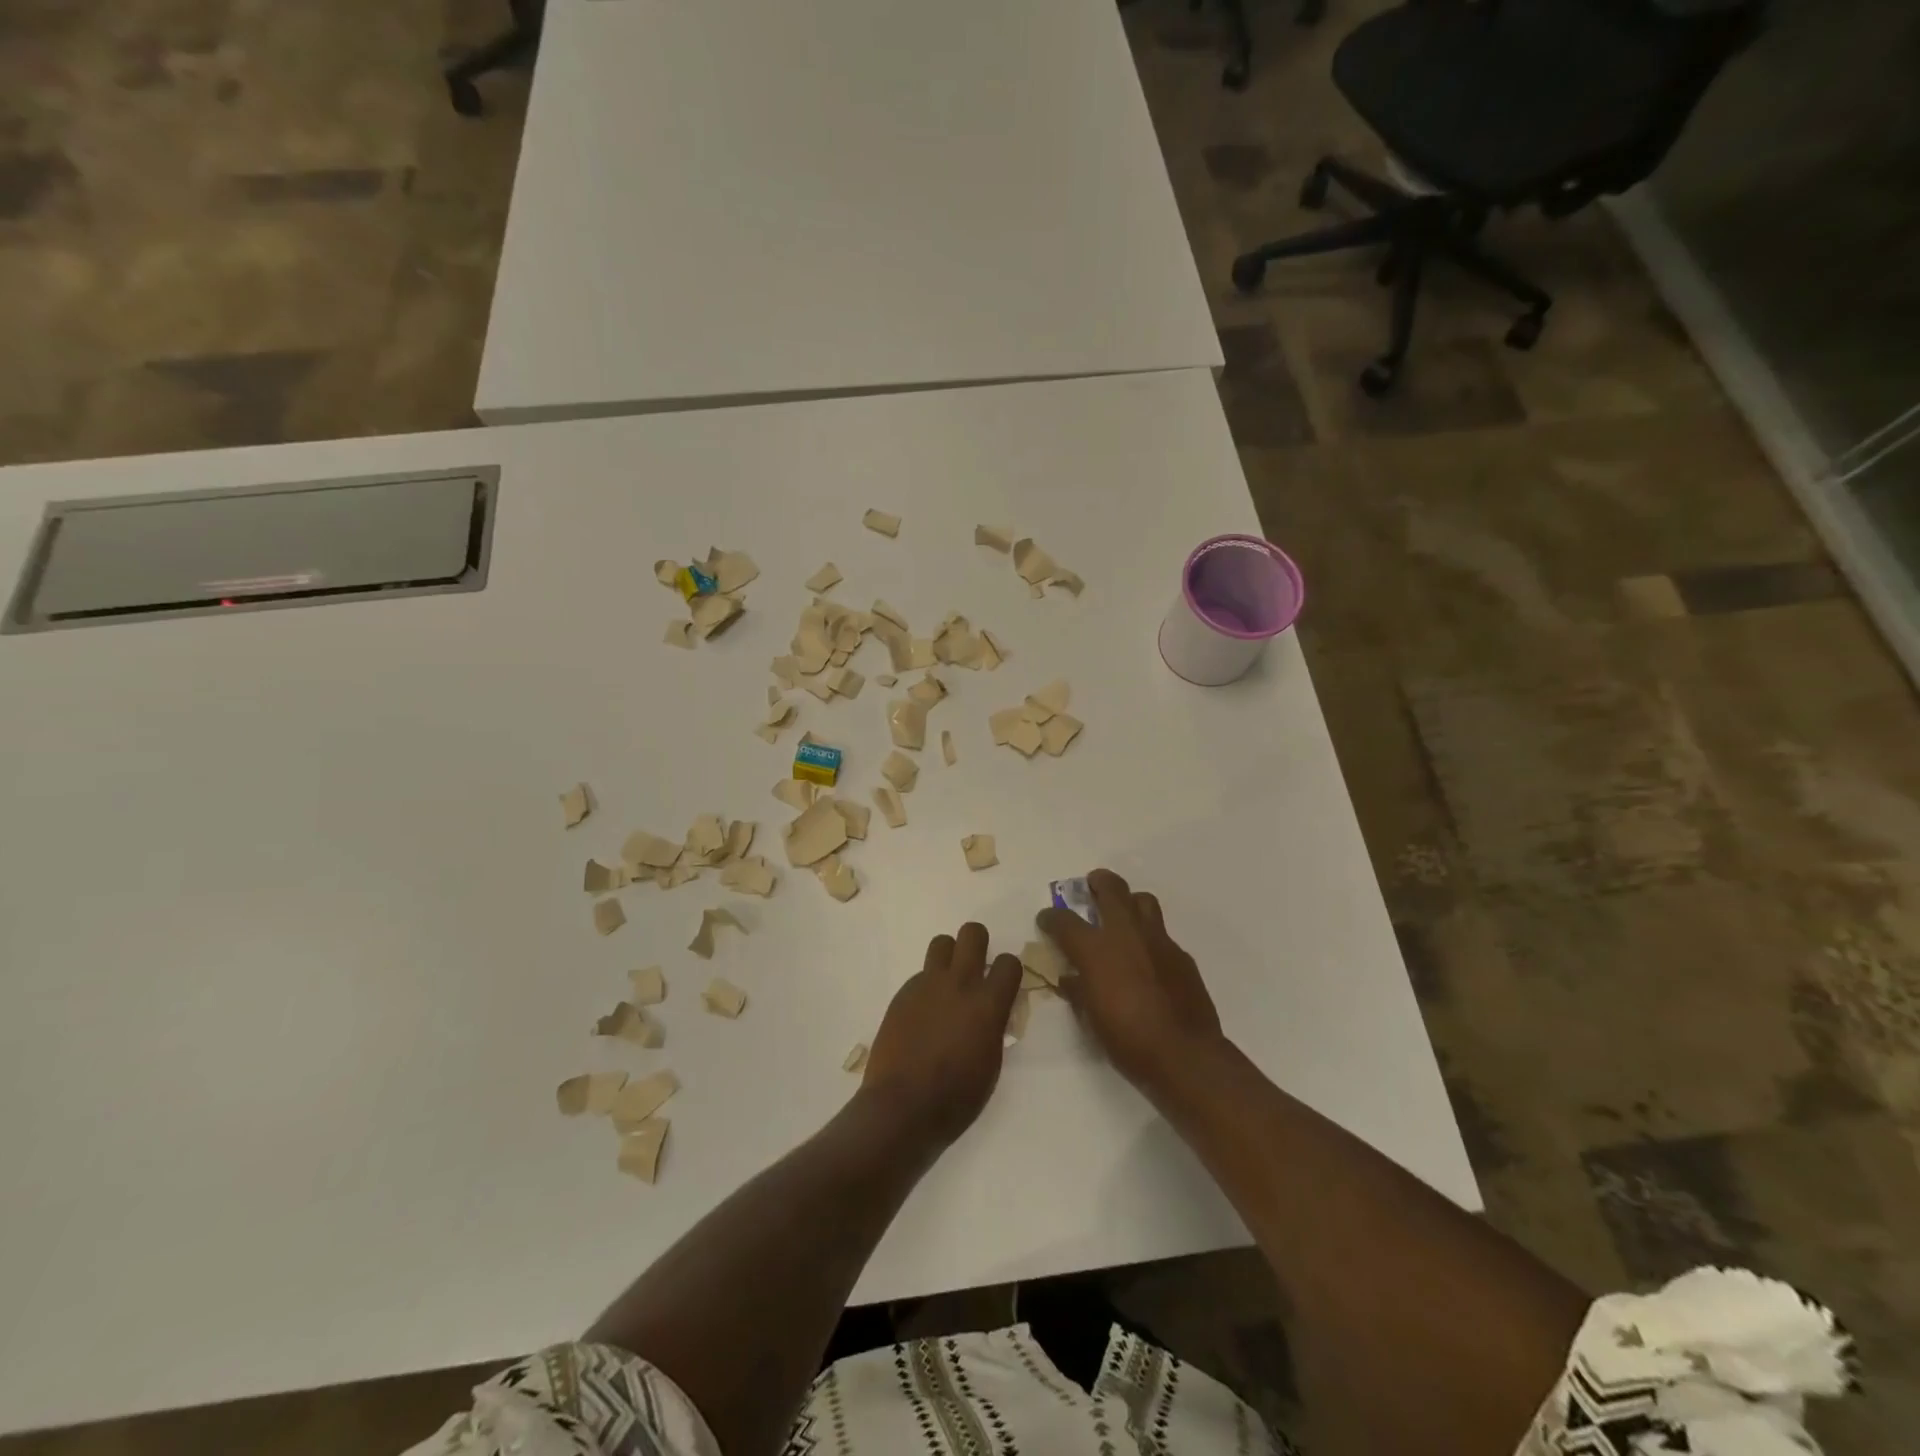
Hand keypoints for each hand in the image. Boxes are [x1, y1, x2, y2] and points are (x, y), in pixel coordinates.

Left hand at [862, 922, 1023, 1146]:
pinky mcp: (903, 993)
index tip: (1003, 984)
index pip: (1009, 962)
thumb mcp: (991, 1063)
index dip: (1008, 971)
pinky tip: (923, 1015)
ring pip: (942, 943)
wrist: (902, 1106)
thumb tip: (992, 1011)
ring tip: (947, 984)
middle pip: (972, 933)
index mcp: (988, 1004)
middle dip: (978, 943)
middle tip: (976, 967)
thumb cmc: (956, 1097)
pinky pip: (921, 975)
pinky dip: (927, 987)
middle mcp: (959, 983)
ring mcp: (927, 985)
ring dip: (949, 956)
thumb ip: (994, 1026)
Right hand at [1038, 869, 1224, 1097]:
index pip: (1064, 921)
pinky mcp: (1181, 955)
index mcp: (1096, 949)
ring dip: (1130, 901)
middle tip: (1091, 884)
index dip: (1051, 917)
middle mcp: (1126, 934)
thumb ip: (1078, 991)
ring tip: (1123, 914)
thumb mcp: (1090, 1019)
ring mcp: (1158, 941)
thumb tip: (1070, 979)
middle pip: (1111, 889)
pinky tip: (1147, 958)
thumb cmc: (1127, 1039)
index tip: (1046, 919)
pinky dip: (1149, 938)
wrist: (1184, 1055)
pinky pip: (1162, 934)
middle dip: (1098, 882)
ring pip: (1143, 901)